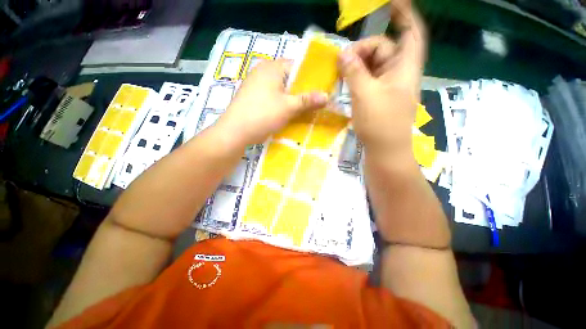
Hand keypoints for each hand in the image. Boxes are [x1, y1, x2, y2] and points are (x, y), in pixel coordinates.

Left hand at [218, 59, 327, 145]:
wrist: (235, 132)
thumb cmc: (263, 115)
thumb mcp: (288, 107)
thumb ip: (308, 100)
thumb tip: (327, 96)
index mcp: (272, 67)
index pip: (298, 66)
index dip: (312, 77)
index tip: (322, 90)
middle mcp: (263, 72)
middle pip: (289, 79)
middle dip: (302, 91)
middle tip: (316, 102)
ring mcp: (257, 85)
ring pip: (281, 90)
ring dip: (293, 100)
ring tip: (305, 110)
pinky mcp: (254, 97)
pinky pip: (273, 98)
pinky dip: (283, 104)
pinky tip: (290, 114)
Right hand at [338, 0, 426, 160]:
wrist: (385, 150)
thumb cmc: (380, 123)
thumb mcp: (365, 95)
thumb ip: (354, 72)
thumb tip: (343, 54)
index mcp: (404, 68)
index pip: (410, 32)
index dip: (403, 14)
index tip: (390, 2)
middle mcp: (398, 73)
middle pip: (383, 49)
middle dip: (363, 50)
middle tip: (342, 61)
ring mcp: (387, 86)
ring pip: (372, 65)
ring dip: (356, 65)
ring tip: (340, 73)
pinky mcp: (378, 96)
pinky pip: (367, 79)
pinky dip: (356, 77)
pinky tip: (345, 81)